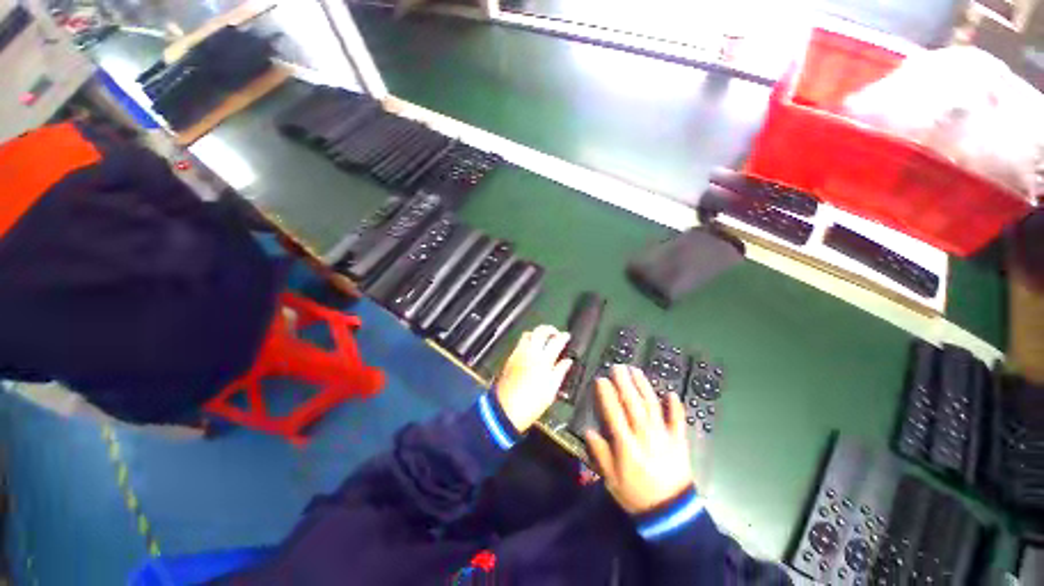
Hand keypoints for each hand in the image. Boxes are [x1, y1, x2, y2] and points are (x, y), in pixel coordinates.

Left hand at [494, 325, 571, 432]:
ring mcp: (519, 353)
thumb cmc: (532, 403)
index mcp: (544, 360)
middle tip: (556, 333)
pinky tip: (532, 348)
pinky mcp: (511, 357)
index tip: (567, 336)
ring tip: (543, 339)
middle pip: (540, 331)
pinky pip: (520, 342)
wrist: (506, 409)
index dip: (563, 336)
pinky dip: (528, 340)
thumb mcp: (551, 390)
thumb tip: (567, 361)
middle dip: (550, 329)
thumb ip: (560, 371)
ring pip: (528, 334)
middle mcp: (531, 352)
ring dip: (537, 333)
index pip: (556, 341)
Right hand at [584, 365, 693, 514]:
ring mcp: (663, 436)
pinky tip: (671, 393)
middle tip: (617, 366)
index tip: (600, 379)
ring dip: (644, 386)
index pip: (614, 413)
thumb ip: (599, 453)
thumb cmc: (635, 494)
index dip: (607, 394)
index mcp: (626, 444)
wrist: (670, 513)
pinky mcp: (679, 441)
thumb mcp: (610, 478)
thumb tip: (588, 430)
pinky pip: (678, 421)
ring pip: (652, 406)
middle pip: (633, 403)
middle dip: (624, 383)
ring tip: (635, 370)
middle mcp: (644, 435)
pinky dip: (675, 407)